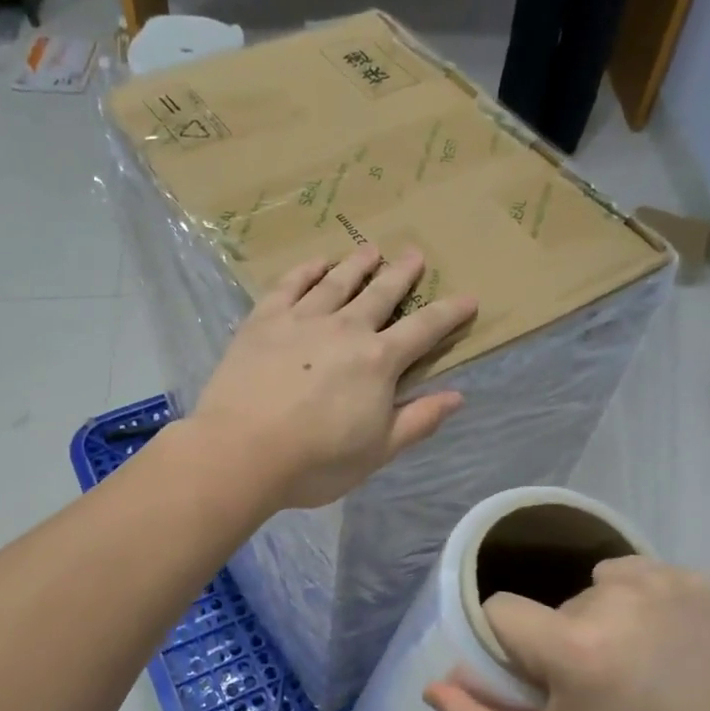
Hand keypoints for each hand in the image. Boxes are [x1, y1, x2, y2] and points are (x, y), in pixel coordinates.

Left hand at [191, 247, 478, 510]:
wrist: (241, 451)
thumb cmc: (315, 461)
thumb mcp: (378, 452)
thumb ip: (418, 421)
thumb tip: (457, 396)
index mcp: (378, 361)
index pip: (424, 329)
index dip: (449, 313)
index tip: (468, 298)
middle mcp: (345, 329)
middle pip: (381, 293)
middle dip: (402, 274)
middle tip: (415, 254)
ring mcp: (302, 319)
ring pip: (337, 282)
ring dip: (357, 264)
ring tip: (370, 249)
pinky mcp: (263, 320)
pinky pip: (290, 285)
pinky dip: (306, 271)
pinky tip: (316, 263)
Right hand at [425, 558, 709, 710]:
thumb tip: (433, 686)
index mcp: (573, 647)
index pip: (499, 611)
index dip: (508, 648)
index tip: (538, 681)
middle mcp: (613, 598)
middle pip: (550, 605)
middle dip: (558, 641)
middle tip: (595, 691)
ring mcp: (660, 582)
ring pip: (591, 588)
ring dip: (597, 620)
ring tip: (632, 666)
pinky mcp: (694, 579)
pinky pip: (634, 576)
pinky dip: (636, 603)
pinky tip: (662, 643)